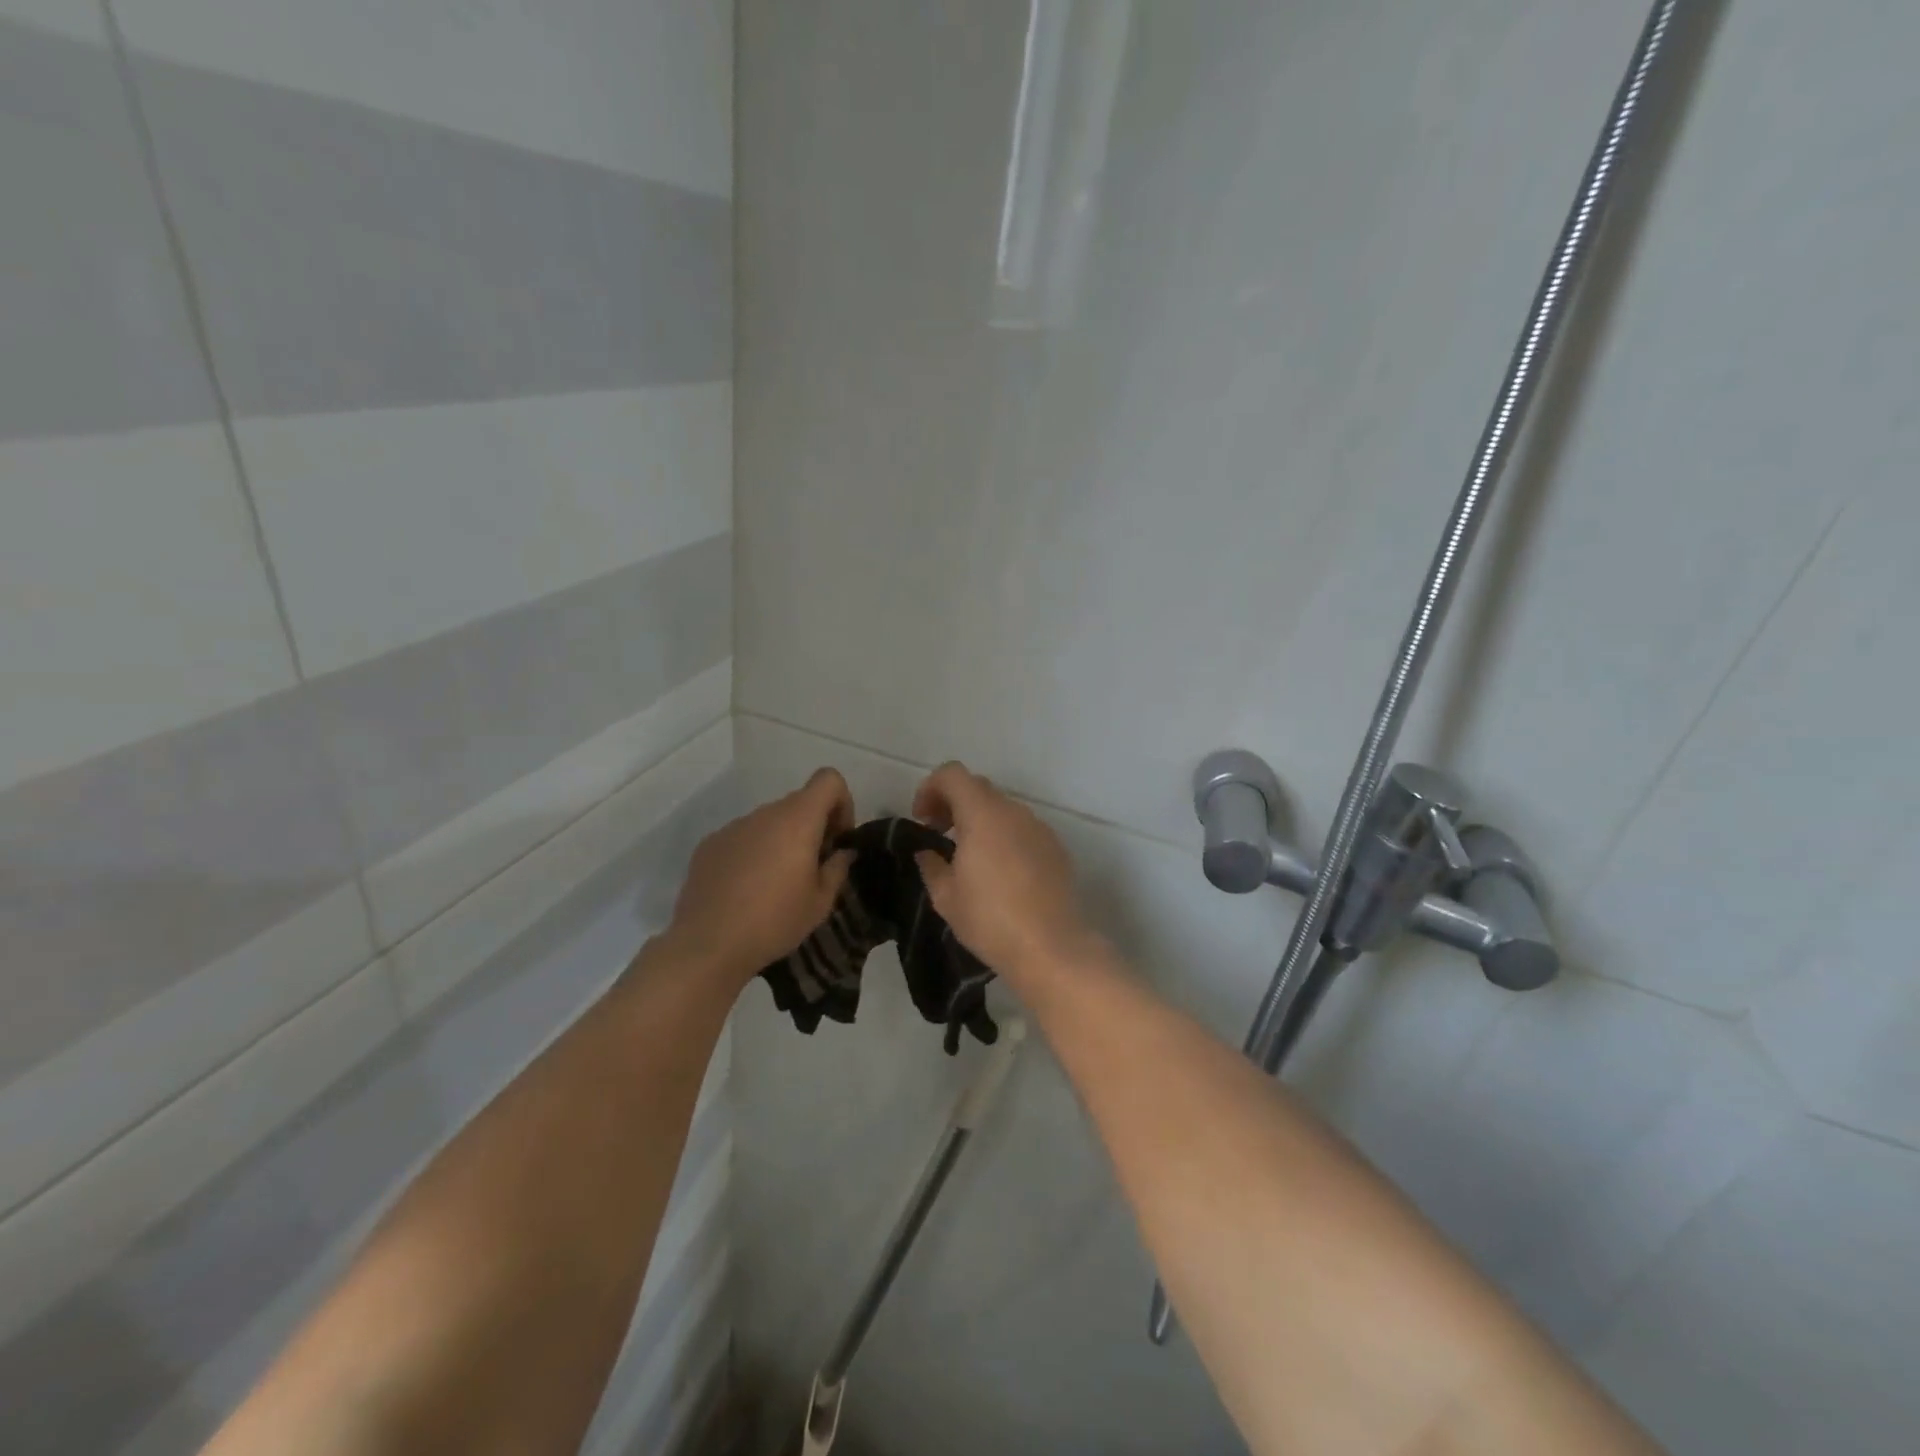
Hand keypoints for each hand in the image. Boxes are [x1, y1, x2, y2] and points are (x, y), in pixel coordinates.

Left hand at [663, 768, 855, 985]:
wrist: (707, 945)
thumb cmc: (774, 922)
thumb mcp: (821, 902)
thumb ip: (838, 868)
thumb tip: (842, 852)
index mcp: (797, 820)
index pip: (828, 780)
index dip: (842, 803)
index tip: (837, 839)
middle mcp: (764, 814)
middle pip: (799, 803)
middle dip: (813, 827)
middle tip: (812, 868)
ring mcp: (733, 827)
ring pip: (769, 822)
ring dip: (782, 841)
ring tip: (776, 884)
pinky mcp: (709, 844)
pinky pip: (743, 838)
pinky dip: (754, 853)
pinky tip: (746, 890)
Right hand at [911, 761, 1094, 984]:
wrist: (1051, 947)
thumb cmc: (990, 919)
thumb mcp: (946, 897)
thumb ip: (931, 865)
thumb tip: (927, 852)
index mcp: (982, 814)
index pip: (952, 774)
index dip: (930, 788)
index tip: (922, 820)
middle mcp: (1013, 811)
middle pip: (978, 788)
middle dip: (953, 803)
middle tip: (939, 834)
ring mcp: (1039, 828)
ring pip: (1002, 809)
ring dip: (980, 820)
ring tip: (969, 857)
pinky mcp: (1056, 848)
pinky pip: (1022, 829)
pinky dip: (1004, 836)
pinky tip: (1001, 873)